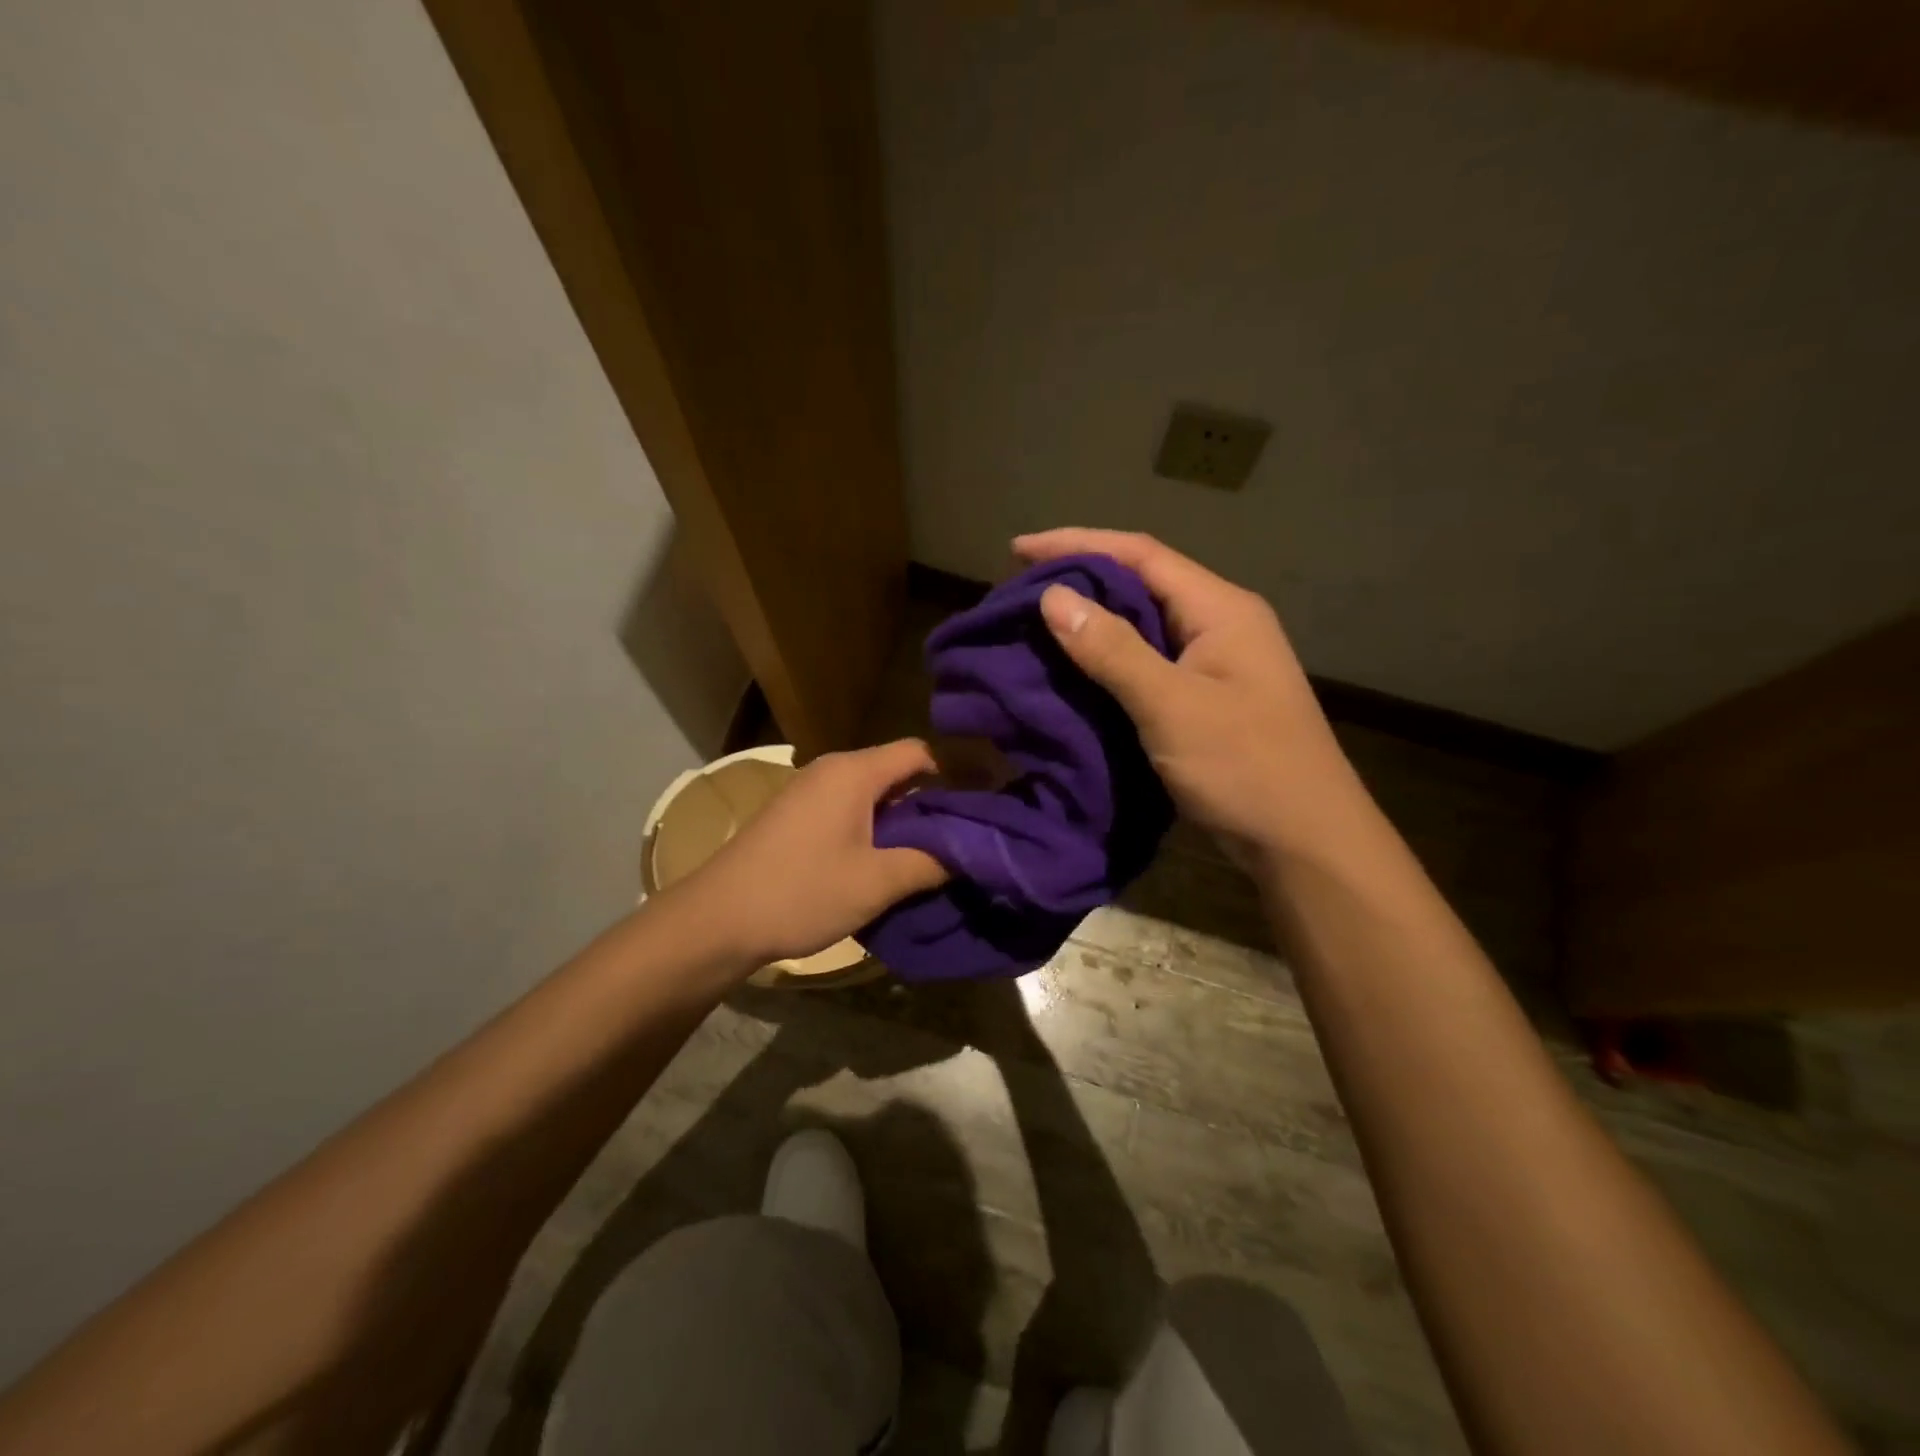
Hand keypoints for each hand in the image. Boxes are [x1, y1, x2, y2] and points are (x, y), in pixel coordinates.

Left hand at [674, 740, 947, 966]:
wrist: (716, 919)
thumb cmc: (801, 892)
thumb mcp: (876, 882)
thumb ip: (930, 863)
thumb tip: (971, 852)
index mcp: (854, 772)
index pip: (920, 753)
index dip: (954, 776)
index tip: (980, 810)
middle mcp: (832, 770)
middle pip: (897, 772)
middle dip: (931, 805)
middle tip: (962, 840)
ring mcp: (810, 792)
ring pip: (873, 794)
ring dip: (902, 822)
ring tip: (929, 858)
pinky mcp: (796, 816)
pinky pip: (849, 810)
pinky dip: (874, 830)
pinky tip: (883, 864)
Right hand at [1015, 528, 1357, 862]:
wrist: (1304, 842)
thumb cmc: (1245, 767)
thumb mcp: (1172, 705)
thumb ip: (1113, 649)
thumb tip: (1053, 596)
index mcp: (1220, 610)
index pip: (1140, 555)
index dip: (1076, 545)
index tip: (1017, 551)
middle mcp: (1219, 625)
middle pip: (1141, 583)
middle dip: (1080, 580)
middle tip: (1019, 590)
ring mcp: (1215, 664)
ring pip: (1142, 626)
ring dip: (1091, 622)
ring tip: (1036, 625)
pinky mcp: (1205, 699)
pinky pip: (1146, 664)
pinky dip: (1106, 661)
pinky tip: (1074, 671)